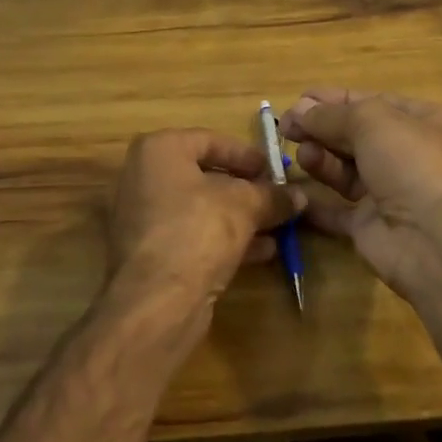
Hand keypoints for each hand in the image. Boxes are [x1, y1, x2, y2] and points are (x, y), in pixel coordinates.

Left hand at [107, 129, 287, 314]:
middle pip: (205, 176)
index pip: (210, 140)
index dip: (246, 154)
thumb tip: (299, 196)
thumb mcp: (245, 205)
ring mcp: (142, 218)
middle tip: (277, 197)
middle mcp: (143, 178)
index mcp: (159, 150)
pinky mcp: (149, 254)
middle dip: (246, 190)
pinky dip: (224, 239)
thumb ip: (272, 196)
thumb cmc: (198, 229)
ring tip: (277, 226)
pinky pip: (193, 235)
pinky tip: (262, 252)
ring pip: (201, 209)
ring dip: (240, 217)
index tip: (274, 169)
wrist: (157, 302)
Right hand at [278, 89, 441, 301]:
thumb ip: (331, 115)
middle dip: (320, 128)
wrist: (435, 239)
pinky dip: (314, 201)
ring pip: (344, 169)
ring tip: (301, 154)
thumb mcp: (371, 121)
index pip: (369, 102)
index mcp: (419, 120)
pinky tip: (291, 190)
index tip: (297, 101)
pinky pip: (335, 209)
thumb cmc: (410, 162)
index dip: (332, 100)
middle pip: (353, 135)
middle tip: (285, 127)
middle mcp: (405, 153)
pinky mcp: (370, 225)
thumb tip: (299, 110)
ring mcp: (388, 191)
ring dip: (319, 158)